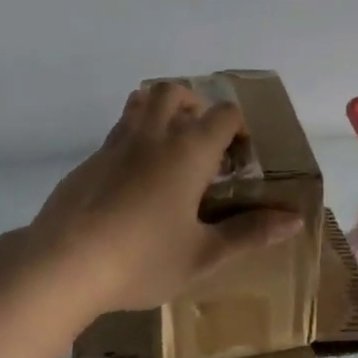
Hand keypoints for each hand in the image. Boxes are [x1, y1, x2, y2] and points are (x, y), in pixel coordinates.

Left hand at [22, 82, 303, 315]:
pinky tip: (133, 183)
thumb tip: (295, 220)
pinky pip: (117, 133)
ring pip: (139, 104)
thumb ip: (249, 233)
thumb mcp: (203, 255)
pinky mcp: (88, 161)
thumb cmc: (141, 260)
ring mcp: (114, 145)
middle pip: (174, 92)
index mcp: (187, 152)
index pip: (222, 114)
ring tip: (169, 149)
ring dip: (159, 112)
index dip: (238, 127)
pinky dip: (133, 140)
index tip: (239, 155)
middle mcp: (152, 136)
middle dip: (194, 105)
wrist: (62, 264)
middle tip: (202, 140)